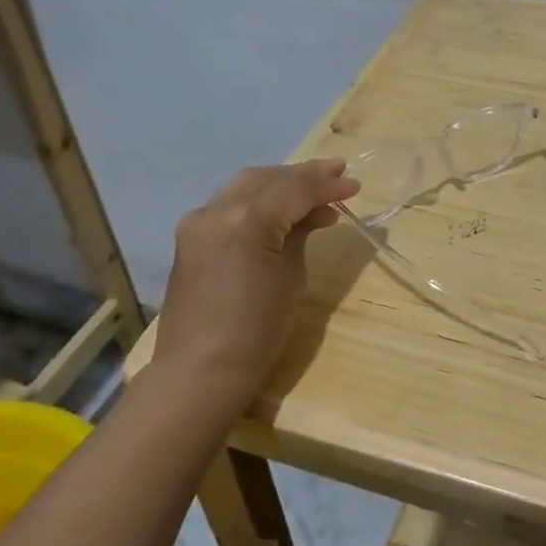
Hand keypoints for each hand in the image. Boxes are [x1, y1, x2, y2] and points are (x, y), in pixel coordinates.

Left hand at [152, 159, 359, 403]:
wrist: (200, 372)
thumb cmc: (256, 332)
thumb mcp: (290, 278)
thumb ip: (301, 234)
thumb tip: (318, 212)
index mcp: (246, 221)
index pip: (294, 190)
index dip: (327, 186)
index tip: (355, 185)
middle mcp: (216, 211)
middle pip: (268, 178)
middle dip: (304, 175)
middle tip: (338, 173)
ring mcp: (198, 222)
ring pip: (246, 186)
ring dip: (281, 183)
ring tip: (315, 189)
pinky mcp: (190, 237)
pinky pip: (230, 204)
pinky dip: (259, 200)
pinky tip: (284, 210)